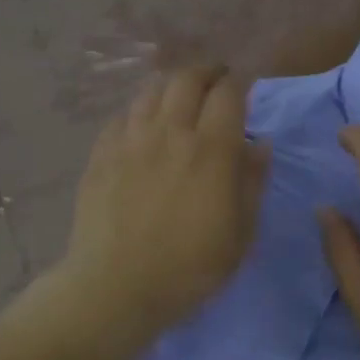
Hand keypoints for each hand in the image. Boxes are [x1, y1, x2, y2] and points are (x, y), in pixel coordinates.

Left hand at [53, 66, 268, 352]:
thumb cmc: (189, 268)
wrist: (116, 287)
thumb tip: (259, 143)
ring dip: (172, 87)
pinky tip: (142, 127)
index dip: (240, 83)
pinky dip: (140, 111)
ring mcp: (130, 140)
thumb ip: (253, 182)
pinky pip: (122, 116)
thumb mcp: (241, 234)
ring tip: (179, 99)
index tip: (245, 87)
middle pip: (187, 79)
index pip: (228, 93)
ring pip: (151, 91)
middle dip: (206, 73)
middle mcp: (170, 132)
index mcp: (211, 150)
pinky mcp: (100, 154)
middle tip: (215, 82)